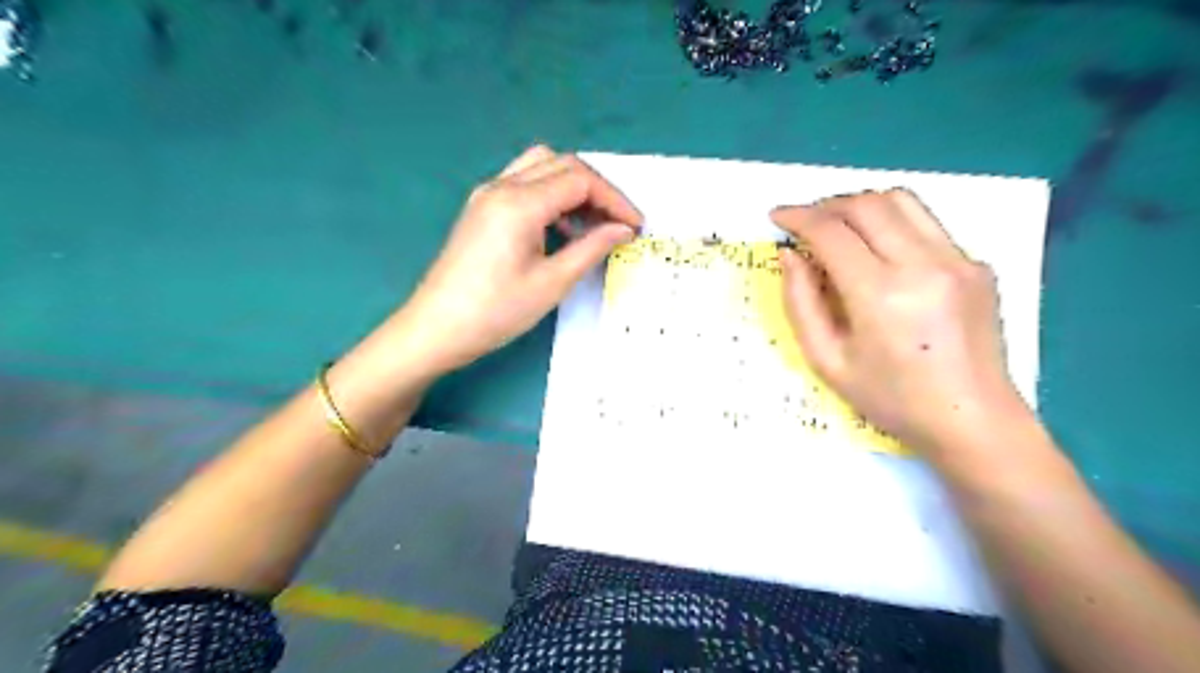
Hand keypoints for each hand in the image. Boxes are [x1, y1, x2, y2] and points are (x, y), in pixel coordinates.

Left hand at [395, 144, 642, 374]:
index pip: (580, 180)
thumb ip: (592, 248)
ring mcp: (488, 194)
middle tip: (619, 223)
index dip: (615, 199)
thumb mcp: (553, 282)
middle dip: (598, 190)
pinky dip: (551, 195)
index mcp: (520, 202)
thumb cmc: (496, 311)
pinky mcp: (482, 208)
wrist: (436, 328)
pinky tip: (561, 228)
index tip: (636, 225)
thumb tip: (623, 229)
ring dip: (573, 188)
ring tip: (593, 224)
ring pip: (542, 167)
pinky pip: (524, 183)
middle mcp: (502, 185)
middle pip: (563, 164)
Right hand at [775, 189, 1025, 452]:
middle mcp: (923, 264)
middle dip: (827, 205)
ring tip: (838, 227)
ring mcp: (958, 260)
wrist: (972, 421)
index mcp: (880, 294)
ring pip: (902, 201)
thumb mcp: (826, 360)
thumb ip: (800, 303)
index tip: (777, 216)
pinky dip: (892, 226)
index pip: (831, 231)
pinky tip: (880, 255)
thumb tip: (790, 255)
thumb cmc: (890, 399)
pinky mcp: (977, 264)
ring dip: (861, 205)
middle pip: (867, 204)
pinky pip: (926, 225)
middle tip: (804, 222)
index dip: (798, 216)